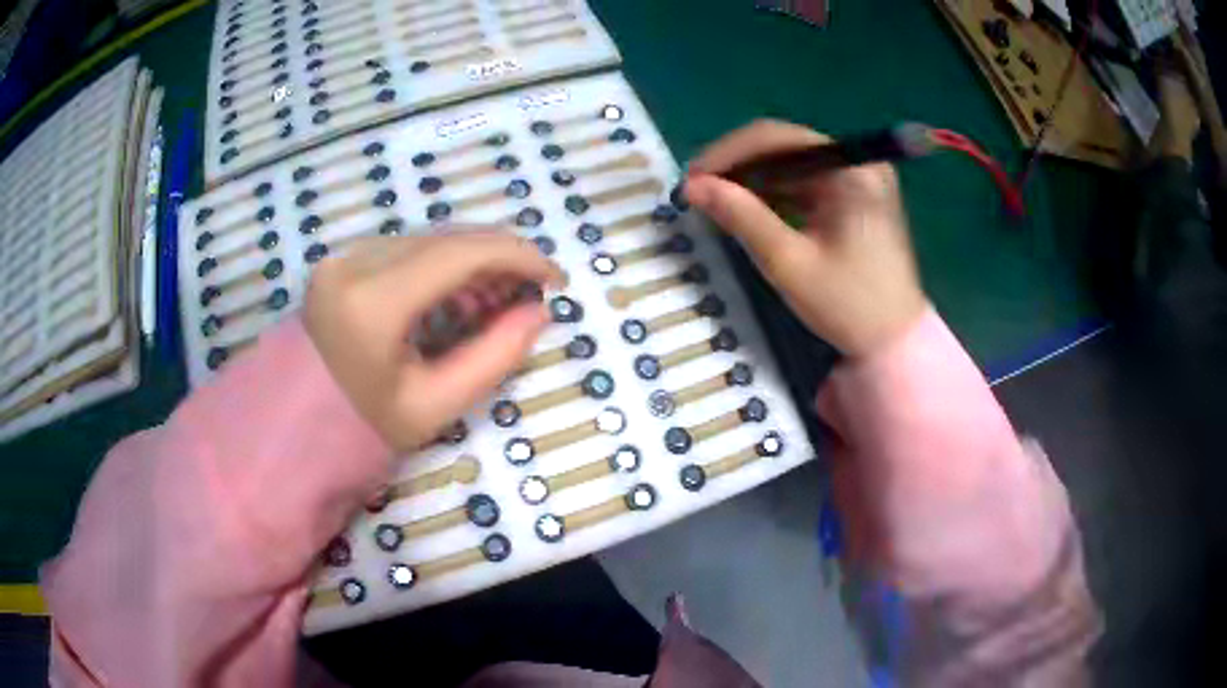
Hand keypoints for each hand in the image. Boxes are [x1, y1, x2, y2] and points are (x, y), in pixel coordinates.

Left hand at [304, 230, 564, 450]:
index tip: (554, 278)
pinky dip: (442, 263)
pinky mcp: (340, 261)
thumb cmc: (360, 429)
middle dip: (499, 258)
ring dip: (472, 260)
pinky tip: (459, 293)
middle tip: (530, 292)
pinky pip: (406, 248)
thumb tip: (539, 314)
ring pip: (428, 239)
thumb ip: (493, 357)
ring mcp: (342, 258)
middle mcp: (354, 264)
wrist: (293, 426)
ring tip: (497, 299)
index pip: (460, 254)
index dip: (517, 257)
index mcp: (372, 303)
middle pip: (446, 238)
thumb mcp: (434, 405)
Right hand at [683, 120, 926, 357]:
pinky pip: (805, 184)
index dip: (728, 153)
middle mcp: (858, 163)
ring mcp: (859, 180)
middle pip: (785, 146)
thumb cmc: (848, 305)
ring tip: (716, 203)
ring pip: (792, 165)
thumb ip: (741, 217)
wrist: (895, 343)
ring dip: (753, 180)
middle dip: (738, 166)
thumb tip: (693, 187)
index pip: (779, 138)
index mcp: (851, 171)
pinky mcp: (855, 198)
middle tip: (699, 192)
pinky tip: (748, 210)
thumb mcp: (789, 262)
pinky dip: (774, 195)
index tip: (692, 179)